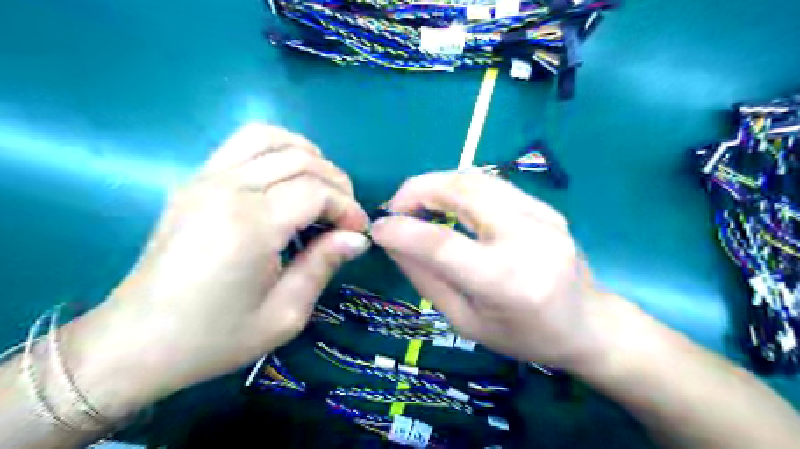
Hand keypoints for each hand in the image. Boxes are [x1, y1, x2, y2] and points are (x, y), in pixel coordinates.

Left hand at [63, 123, 369, 416]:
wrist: (136, 342)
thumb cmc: (215, 337)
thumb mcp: (285, 314)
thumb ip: (324, 265)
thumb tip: (357, 237)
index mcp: (249, 226)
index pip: (316, 192)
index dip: (347, 208)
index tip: (358, 232)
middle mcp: (226, 190)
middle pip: (300, 160)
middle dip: (337, 184)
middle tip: (346, 216)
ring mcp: (205, 179)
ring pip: (271, 139)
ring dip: (309, 157)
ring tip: (323, 189)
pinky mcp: (195, 181)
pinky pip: (243, 143)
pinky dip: (277, 148)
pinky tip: (289, 176)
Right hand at [372, 170, 610, 369]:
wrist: (589, 325)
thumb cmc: (525, 336)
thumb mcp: (466, 321)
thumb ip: (426, 278)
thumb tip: (394, 242)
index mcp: (507, 281)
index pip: (441, 244)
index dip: (402, 231)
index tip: (378, 229)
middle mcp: (527, 238)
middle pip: (461, 192)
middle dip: (416, 190)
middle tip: (395, 207)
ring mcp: (542, 216)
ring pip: (476, 179)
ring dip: (436, 184)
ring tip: (415, 203)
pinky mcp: (545, 207)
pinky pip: (492, 185)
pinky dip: (459, 188)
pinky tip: (447, 203)